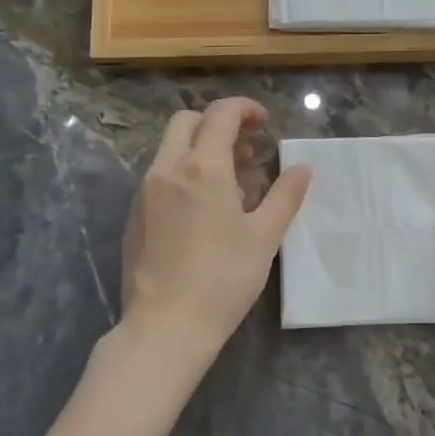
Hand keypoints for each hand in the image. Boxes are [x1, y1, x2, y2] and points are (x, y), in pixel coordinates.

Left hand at [115, 98, 310, 374]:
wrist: (166, 326)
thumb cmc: (223, 278)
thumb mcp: (264, 236)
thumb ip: (284, 196)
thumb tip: (301, 169)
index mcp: (201, 167)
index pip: (220, 115)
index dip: (244, 109)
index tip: (264, 122)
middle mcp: (167, 170)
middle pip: (187, 122)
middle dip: (217, 123)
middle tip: (246, 148)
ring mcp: (144, 193)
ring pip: (170, 149)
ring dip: (199, 149)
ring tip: (230, 181)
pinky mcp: (134, 217)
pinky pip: (159, 177)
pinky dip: (183, 174)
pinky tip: (202, 210)